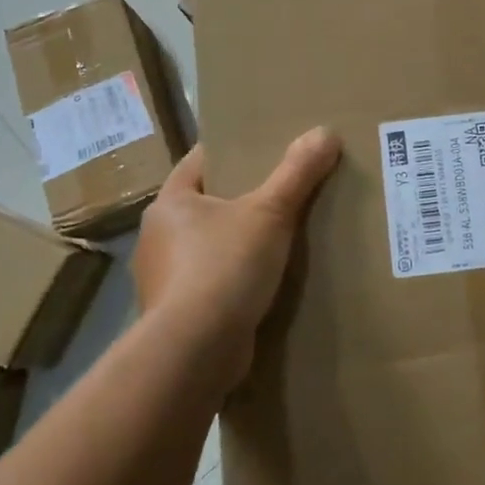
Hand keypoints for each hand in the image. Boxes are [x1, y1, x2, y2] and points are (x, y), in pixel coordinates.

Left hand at [130, 128, 340, 383]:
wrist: (194, 353)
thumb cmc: (223, 267)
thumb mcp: (269, 212)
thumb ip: (297, 172)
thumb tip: (325, 131)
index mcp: (169, 203)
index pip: (200, 161)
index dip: (231, 150)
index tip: (263, 145)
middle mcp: (158, 238)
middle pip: (205, 203)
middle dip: (241, 197)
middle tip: (283, 188)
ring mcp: (164, 279)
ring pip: (208, 245)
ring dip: (237, 242)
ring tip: (280, 236)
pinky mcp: (178, 315)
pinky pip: (212, 283)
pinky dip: (235, 279)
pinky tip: (265, 282)